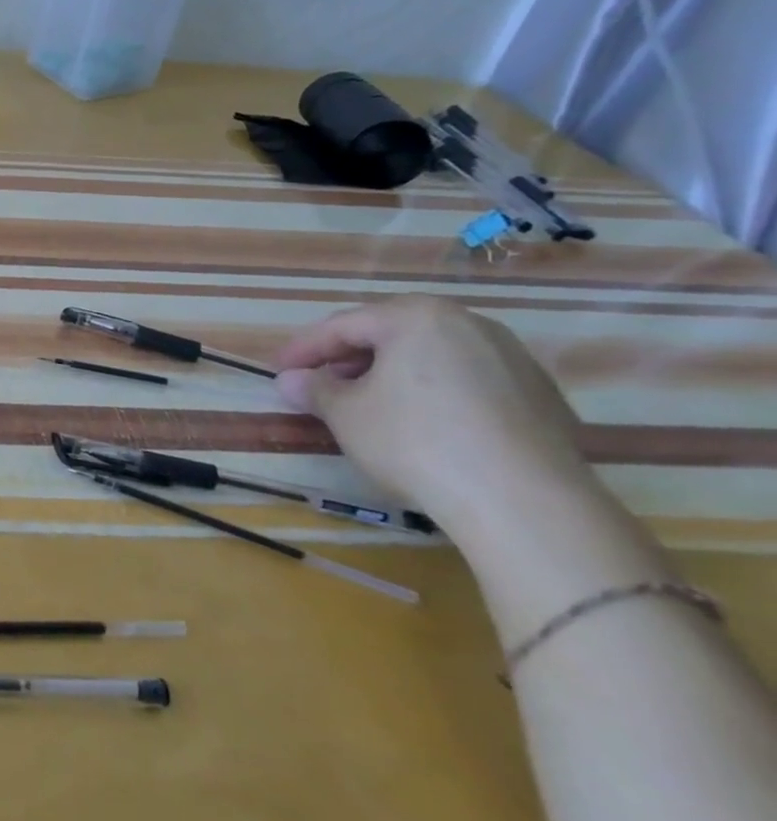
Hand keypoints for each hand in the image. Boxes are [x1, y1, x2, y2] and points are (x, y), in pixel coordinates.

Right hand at [274, 296, 590, 536]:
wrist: (525, 503)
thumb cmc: (416, 441)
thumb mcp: (345, 415)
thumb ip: (315, 389)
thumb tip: (292, 381)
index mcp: (416, 316)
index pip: (343, 325)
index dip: (304, 349)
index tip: (279, 370)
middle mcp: (468, 324)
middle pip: (391, 334)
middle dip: (350, 359)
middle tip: (321, 384)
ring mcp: (512, 359)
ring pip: (432, 357)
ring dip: (392, 376)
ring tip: (368, 406)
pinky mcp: (541, 397)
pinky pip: (468, 383)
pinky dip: (435, 394)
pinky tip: (422, 426)